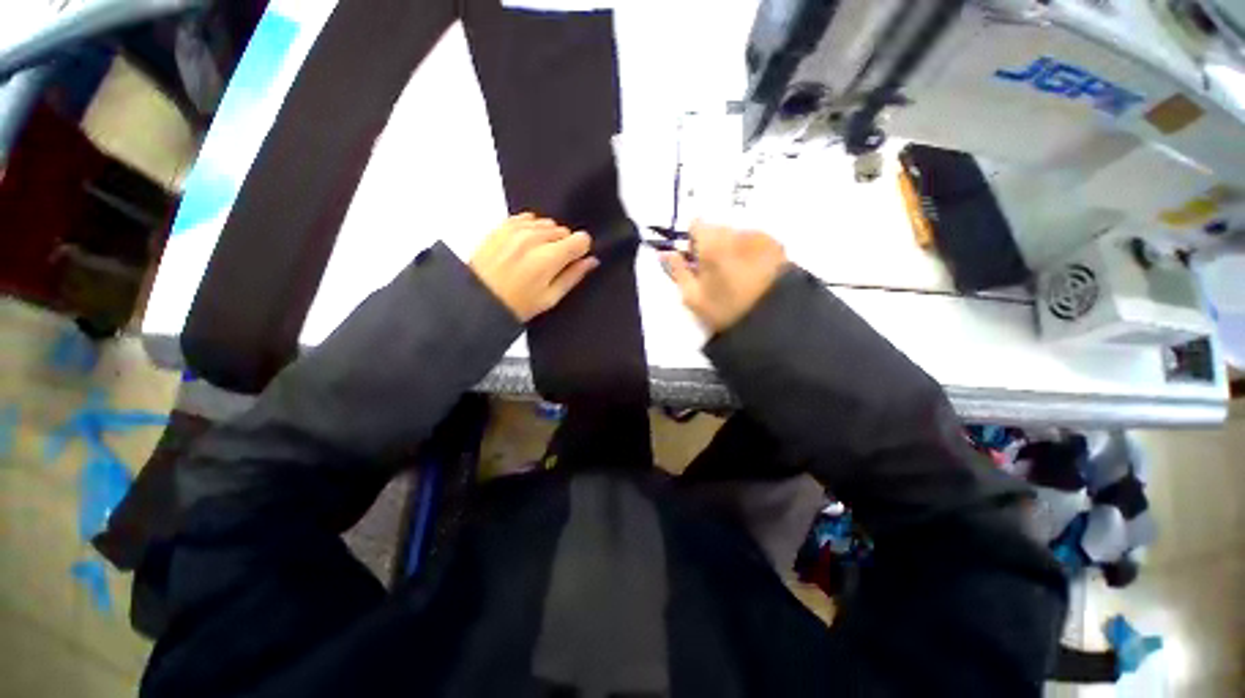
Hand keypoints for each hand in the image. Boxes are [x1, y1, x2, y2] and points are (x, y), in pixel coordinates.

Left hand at [470, 213, 598, 320]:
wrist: (477, 298)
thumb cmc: (514, 304)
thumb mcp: (550, 298)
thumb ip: (573, 276)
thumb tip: (591, 261)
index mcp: (549, 258)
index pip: (581, 239)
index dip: (581, 250)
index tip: (574, 259)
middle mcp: (534, 238)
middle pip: (564, 230)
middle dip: (563, 245)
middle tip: (551, 264)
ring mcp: (516, 229)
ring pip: (547, 223)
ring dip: (547, 236)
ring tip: (536, 255)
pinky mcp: (503, 226)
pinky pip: (528, 217)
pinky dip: (531, 228)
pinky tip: (525, 245)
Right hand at [661, 221, 787, 332]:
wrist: (772, 321)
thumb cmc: (726, 310)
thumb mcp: (693, 297)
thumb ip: (678, 271)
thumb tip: (665, 252)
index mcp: (712, 243)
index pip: (696, 225)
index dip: (692, 241)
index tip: (694, 259)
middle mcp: (736, 232)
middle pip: (718, 229)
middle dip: (713, 244)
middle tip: (715, 271)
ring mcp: (759, 237)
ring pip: (737, 235)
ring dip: (733, 248)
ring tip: (737, 274)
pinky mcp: (777, 245)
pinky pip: (756, 241)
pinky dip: (751, 252)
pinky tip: (754, 273)